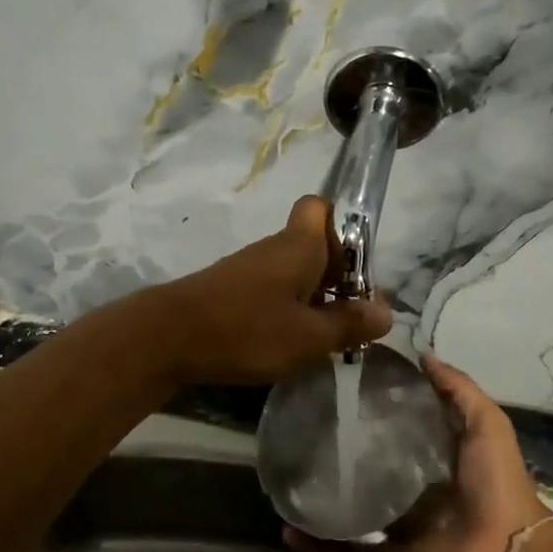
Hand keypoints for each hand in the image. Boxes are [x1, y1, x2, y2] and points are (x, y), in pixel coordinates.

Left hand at [148, 196, 391, 385]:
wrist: (166, 338)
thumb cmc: (246, 330)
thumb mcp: (309, 337)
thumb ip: (350, 324)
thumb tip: (386, 312)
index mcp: (299, 245)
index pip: (322, 207)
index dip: (346, 230)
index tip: (358, 272)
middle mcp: (275, 248)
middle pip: (316, 246)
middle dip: (339, 278)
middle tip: (350, 319)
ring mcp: (250, 270)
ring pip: (295, 272)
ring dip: (315, 299)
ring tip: (324, 340)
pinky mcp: (231, 291)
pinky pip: (273, 292)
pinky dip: (288, 312)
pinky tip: (288, 344)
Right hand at [286, 355, 552, 551]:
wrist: (507, 549)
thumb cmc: (496, 480)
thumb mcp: (485, 423)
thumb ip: (458, 389)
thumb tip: (423, 355)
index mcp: (434, 457)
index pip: (396, 427)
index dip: (372, 408)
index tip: (339, 387)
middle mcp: (412, 486)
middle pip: (369, 466)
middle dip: (339, 452)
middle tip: (303, 430)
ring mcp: (398, 522)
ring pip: (351, 508)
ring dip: (321, 499)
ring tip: (285, 481)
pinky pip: (349, 551)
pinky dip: (320, 546)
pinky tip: (289, 532)